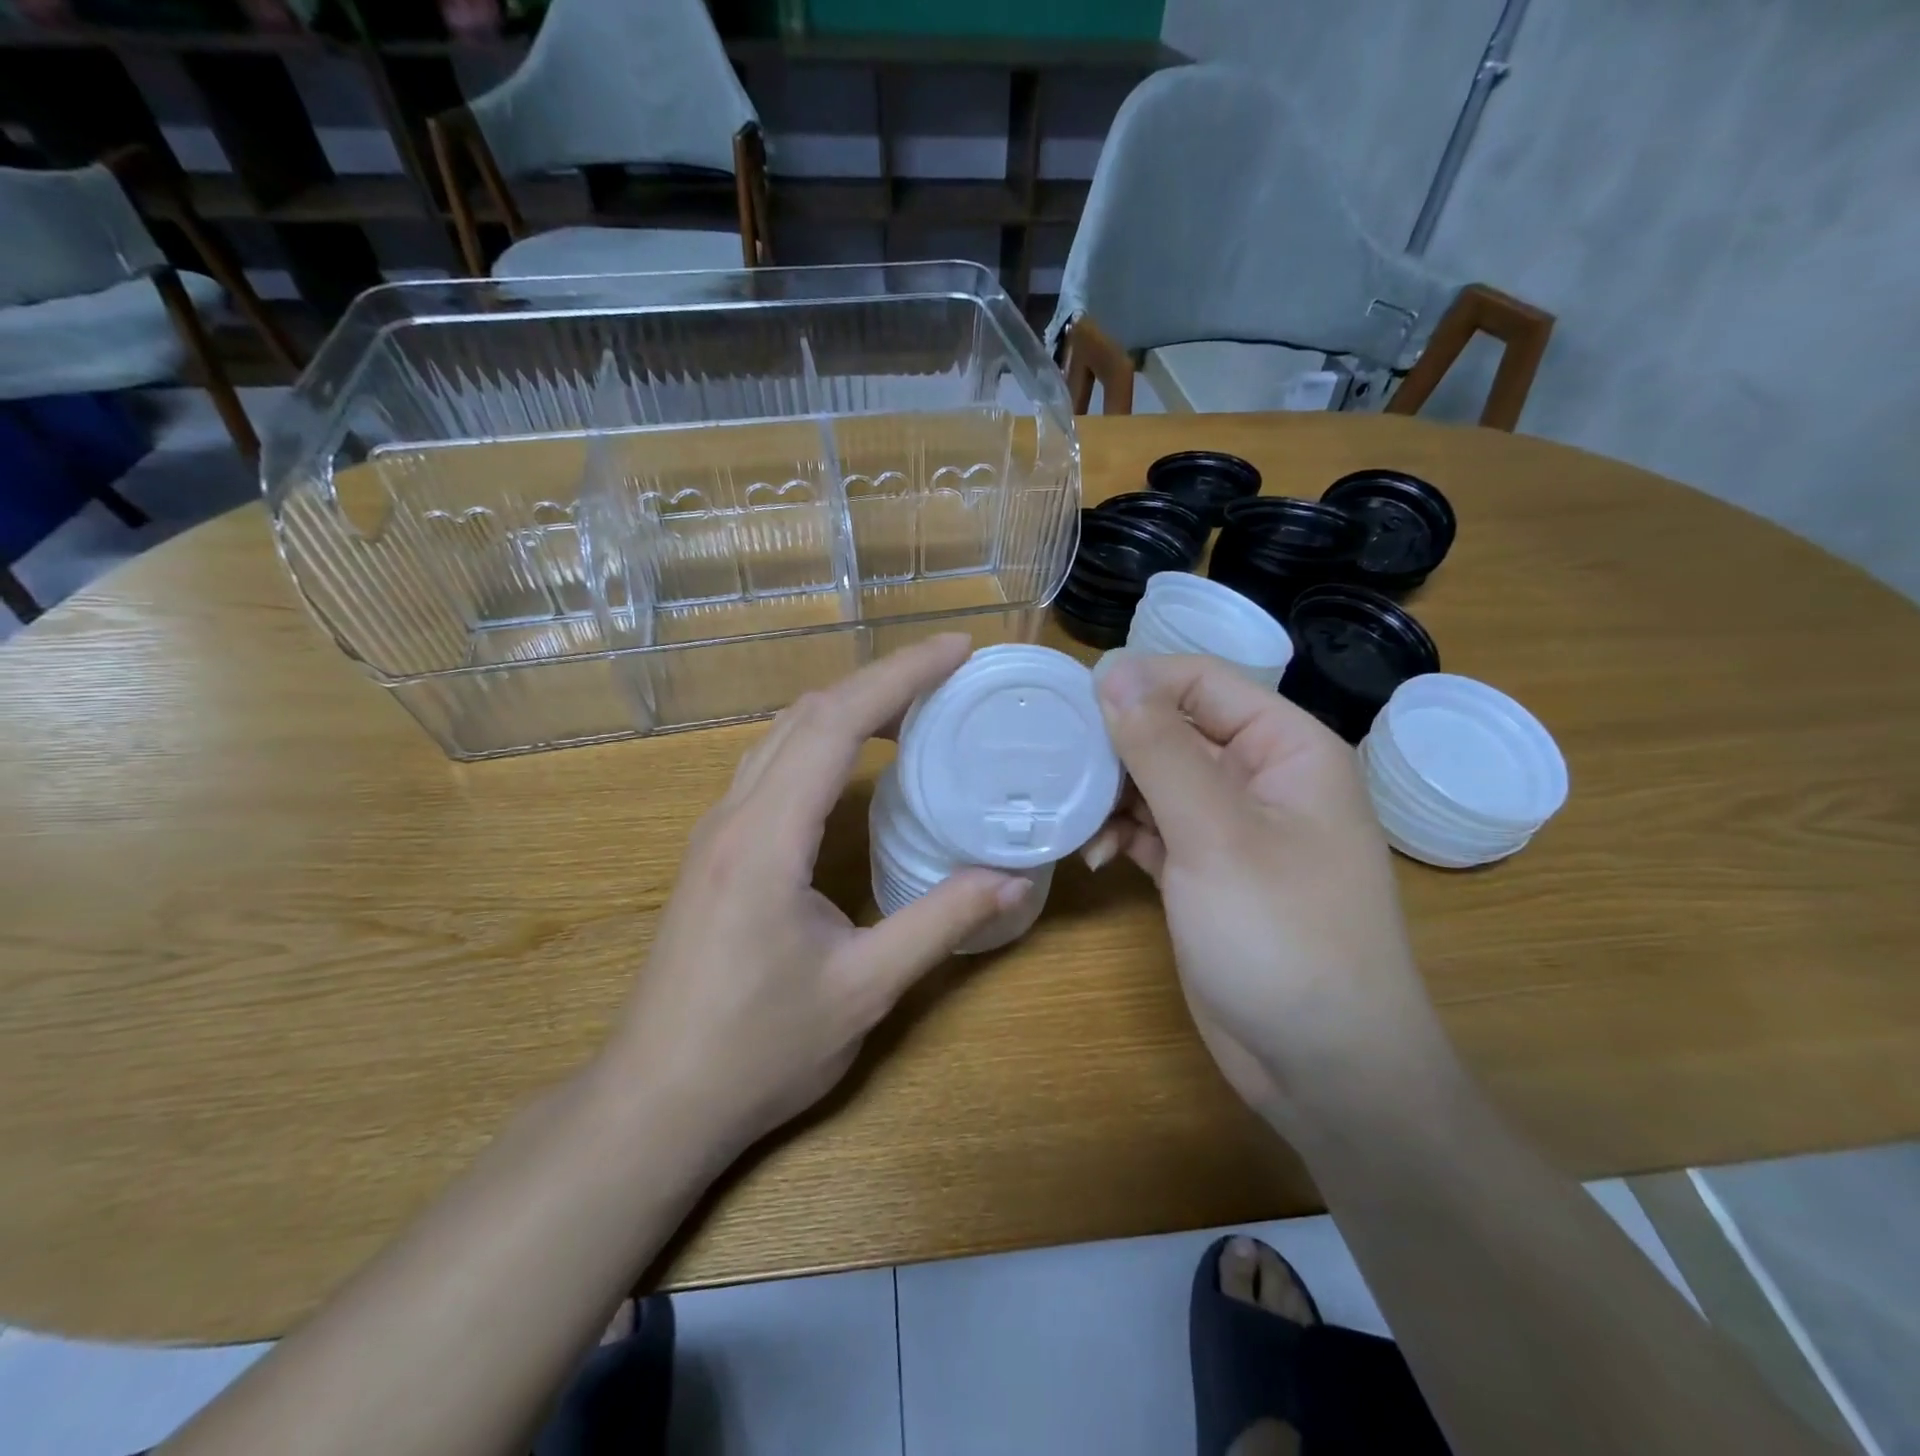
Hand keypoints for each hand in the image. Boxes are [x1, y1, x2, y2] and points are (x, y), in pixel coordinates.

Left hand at [596, 635, 1029, 1159]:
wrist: (656, 1100)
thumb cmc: (758, 1050)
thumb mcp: (865, 987)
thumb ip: (942, 922)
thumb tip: (1015, 877)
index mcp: (767, 837)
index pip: (836, 723)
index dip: (900, 676)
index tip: (957, 649)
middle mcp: (735, 815)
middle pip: (807, 714)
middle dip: (880, 681)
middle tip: (948, 674)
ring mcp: (718, 831)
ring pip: (784, 735)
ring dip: (848, 707)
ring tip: (913, 706)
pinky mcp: (716, 851)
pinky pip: (772, 767)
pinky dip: (822, 741)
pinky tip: (856, 763)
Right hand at [1087, 654, 1449, 1123]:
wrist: (1323, 1065)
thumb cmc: (1281, 935)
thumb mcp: (1215, 833)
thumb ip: (1160, 747)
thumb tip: (1113, 670)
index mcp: (1285, 748)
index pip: (1202, 681)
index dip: (1137, 682)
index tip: (1068, 704)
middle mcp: (1259, 777)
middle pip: (1174, 729)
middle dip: (1115, 745)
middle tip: (1054, 763)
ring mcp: (1231, 827)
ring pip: (1157, 780)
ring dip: (1111, 794)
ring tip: (1067, 814)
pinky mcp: (1205, 870)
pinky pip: (1154, 828)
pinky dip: (1121, 834)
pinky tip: (1092, 854)